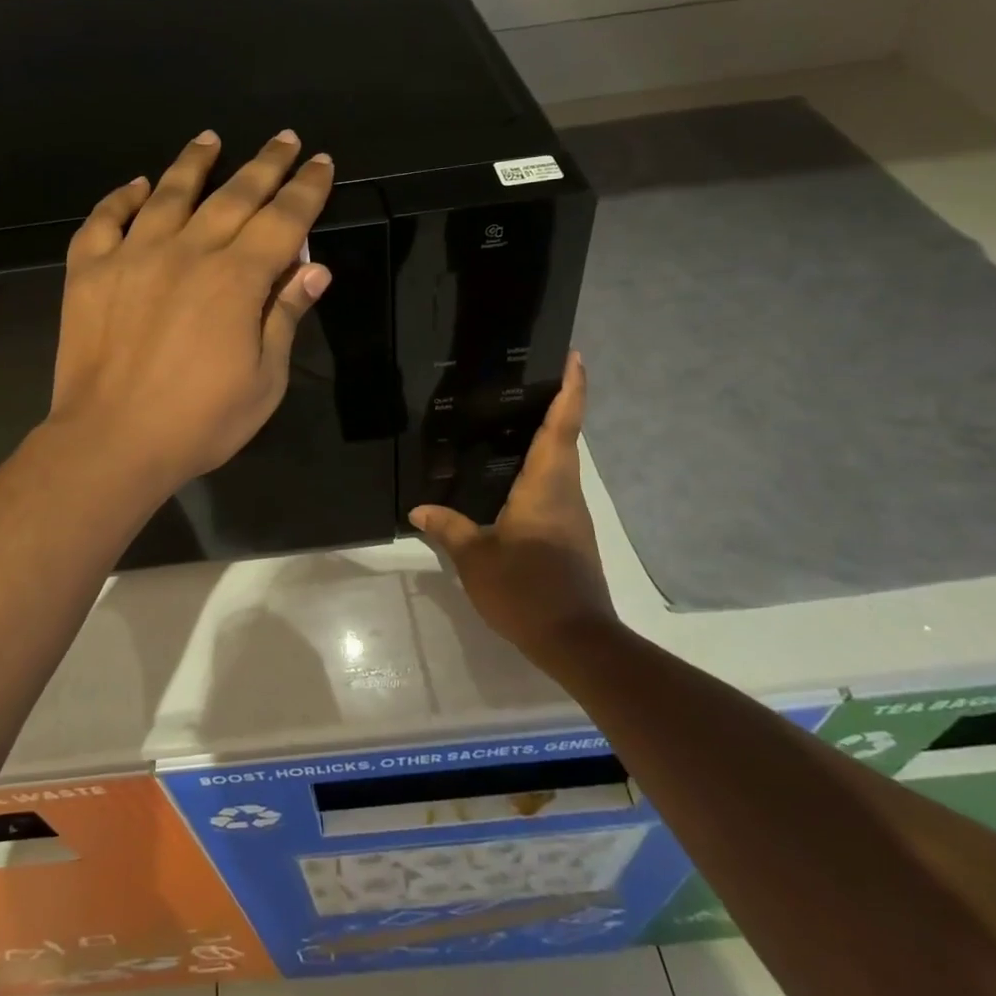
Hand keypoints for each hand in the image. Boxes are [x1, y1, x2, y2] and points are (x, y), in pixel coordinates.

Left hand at [48, 129, 334, 493]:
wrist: (110, 442)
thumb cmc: (199, 422)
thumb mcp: (264, 380)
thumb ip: (285, 317)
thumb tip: (315, 269)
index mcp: (236, 280)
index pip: (283, 220)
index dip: (306, 189)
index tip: (321, 162)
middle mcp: (188, 252)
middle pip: (234, 196)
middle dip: (265, 165)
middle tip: (284, 138)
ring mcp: (133, 256)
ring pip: (169, 194)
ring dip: (194, 164)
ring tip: (210, 139)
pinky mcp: (89, 271)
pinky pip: (105, 220)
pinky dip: (121, 198)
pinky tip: (137, 185)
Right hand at [410, 352, 613, 662]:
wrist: (577, 640)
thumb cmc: (527, 588)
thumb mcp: (476, 558)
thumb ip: (448, 528)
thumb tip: (419, 509)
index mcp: (547, 484)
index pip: (563, 424)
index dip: (571, 387)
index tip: (573, 356)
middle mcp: (565, 490)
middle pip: (565, 436)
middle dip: (555, 403)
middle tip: (523, 379)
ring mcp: (572, 514)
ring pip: (560, 463)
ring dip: (546, 437)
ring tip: (510, 420)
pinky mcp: (570, 535)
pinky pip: (553, 487)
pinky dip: (538, 469)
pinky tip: (508, 477)